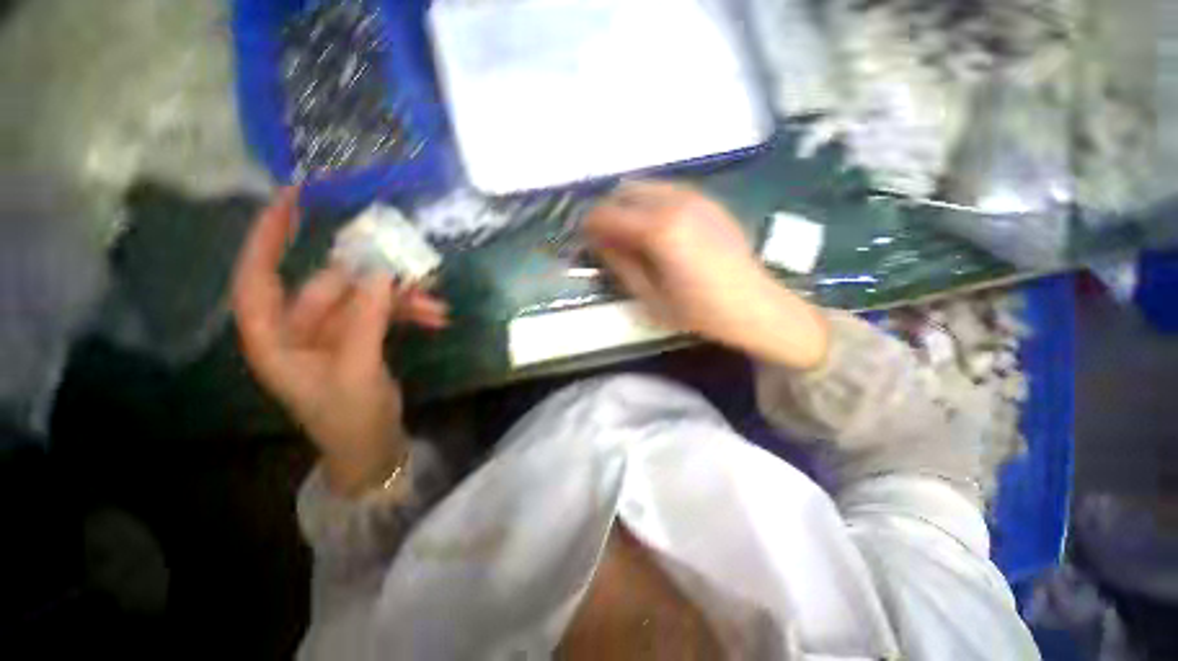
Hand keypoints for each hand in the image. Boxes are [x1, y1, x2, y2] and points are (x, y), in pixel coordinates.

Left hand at [232, 188, 448, 496]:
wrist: (372, 447)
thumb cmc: (350, 418)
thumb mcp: (356, 370)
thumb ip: (365, 319)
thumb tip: (380, 271)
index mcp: (275, 339)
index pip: (257, 276)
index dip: (268, 236)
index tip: (292, 198)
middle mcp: (298, 329)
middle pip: (332, 285)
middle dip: (375, 280)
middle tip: (415, 271)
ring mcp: (331, 332)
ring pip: (363, 298)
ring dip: (400, 298)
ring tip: (435, 302)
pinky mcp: (359, 338)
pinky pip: (381, 312)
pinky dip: (407, 312)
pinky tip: (435, 316)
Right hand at [583, 181, 828, 369]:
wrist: (755, 305)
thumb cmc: (699, 311)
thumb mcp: (650, 297)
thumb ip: (620, 264)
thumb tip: (598, 241)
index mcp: (658, 229)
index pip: (607, 214)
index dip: (589, 225)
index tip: (585, 240)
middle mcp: (675, 202)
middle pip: (625, 190)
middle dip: (609, 211)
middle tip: (606, 238)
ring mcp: (695, 196)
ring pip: (646, 186)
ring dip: (630, 205)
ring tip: (629, 235)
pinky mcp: (708, 200)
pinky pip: (667, 191)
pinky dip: (651, 203)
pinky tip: (656, 230)